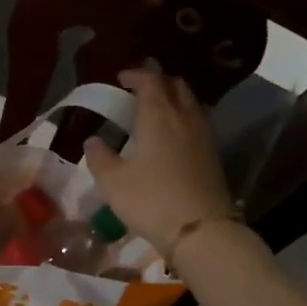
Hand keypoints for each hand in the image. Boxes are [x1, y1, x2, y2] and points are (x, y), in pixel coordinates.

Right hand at [85, 68, 236, 260]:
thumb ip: (99, 157)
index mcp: (158, 115)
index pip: (150, 80)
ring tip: (156, 113)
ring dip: (174, 100)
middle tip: (140, 92)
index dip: (136, 75)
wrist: (201, 230)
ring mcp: (204, 135)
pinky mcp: (214, 154)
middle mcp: (184, 117)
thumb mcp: (113, 182)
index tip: (121, 79)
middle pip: (176, 85)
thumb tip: (93, 141)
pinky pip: (198, 123)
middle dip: (158, 83)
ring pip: (190, 103)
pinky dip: (183, 119)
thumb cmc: (150, 200)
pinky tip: (172, 137)